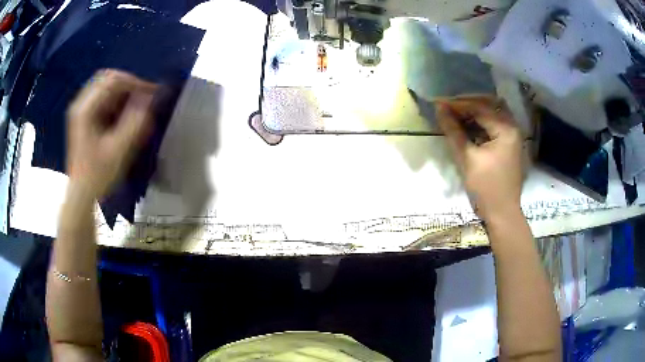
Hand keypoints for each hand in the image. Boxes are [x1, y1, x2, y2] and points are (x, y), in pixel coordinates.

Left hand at [66, 69, 157, 198]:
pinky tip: (123, 113)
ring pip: (105, 86)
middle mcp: (81, 104)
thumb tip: (150, 99)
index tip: (152, 94)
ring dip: (123, 92)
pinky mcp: (84, 117)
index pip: (113, 81)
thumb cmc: (98, 175)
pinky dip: (116, 100)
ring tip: (135, 105)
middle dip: (128, 84)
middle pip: (107, 78)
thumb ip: (135, 123)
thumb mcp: (118, 151)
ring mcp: (81, 110)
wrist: (81, 195)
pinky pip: (102, 98)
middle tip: (144, 96)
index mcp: (86, 110)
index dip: (135, 83)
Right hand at [436, 96, 523, 219]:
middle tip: (448, 107)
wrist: (502, 213)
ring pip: (492, 112)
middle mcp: (512, 127)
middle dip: (467, 104)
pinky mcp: (509, 143)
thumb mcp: (467, 158)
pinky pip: (494, 124)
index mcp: (506, 129)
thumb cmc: (486, 188)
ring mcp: (512, 135)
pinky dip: (480, 121)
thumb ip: (454, 131)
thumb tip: (439, 109)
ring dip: (474, 111)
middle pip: (489, 104)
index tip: (439, 103)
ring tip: (455, 114)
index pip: (480, 108)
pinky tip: (467, 125)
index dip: (458, 104)